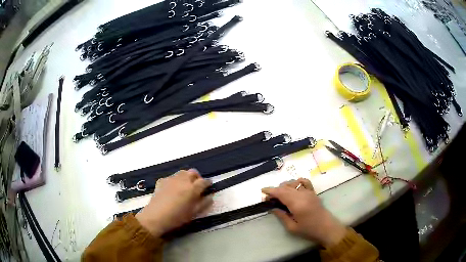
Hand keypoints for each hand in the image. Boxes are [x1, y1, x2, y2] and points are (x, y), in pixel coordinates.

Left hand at [136, 169, 212, 237]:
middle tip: (198, 185)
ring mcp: (171, 179)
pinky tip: (173, 188)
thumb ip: (204, 203)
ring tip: (186, 186)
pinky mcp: (162, 181)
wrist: (156, 216)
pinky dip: (175, 180)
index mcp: (192, 188)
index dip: (208, 183)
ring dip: (187, 177)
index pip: (204, 181)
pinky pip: (171, 177)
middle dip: (197, 177)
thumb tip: (210, 196)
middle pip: (193, 173)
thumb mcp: (194, 213)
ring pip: (182, 172)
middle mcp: (183, 180)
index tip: (209, 186)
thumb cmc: (177, 217)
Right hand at [262, 178, 346, 247]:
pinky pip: (304, 182)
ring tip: (279, 195)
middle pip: (285, 187)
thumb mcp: (292, 227)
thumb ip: (281, 216)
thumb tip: (272, 208)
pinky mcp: (313, 192)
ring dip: (284, 187)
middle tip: (269, 198)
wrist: (326, 228)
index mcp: (297, 204)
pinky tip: (293, 186)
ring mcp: (309, 192)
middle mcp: (302, 195)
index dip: (270, 190)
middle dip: (275, 190)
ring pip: (293, 184)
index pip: (281, 193)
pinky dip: (297, 181)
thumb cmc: (309, 230)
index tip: (262, 191)